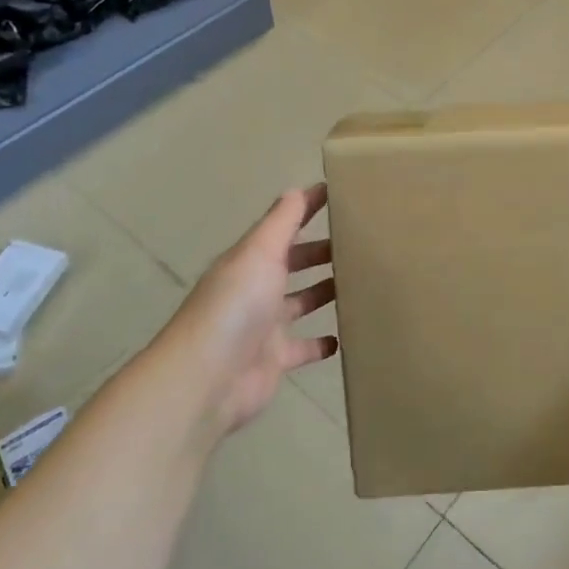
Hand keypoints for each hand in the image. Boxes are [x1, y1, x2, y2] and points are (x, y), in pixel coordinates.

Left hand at [168, 185, 337, 436]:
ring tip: (360, 281)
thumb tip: (299, 188)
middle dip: (320, 251)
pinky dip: (322, 343)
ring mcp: (266, 326)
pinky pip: (304, 347)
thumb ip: (281, 222)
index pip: (283, 226)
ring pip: (301, 301)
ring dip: (325, 291)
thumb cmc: (236, 306)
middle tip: (360, 241)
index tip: (339, 194)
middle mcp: (256, 289)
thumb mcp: (259, 252)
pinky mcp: (276, 359)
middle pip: (293, 263)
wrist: (207, 379)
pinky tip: (345, 335)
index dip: (306, 208)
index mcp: (250, 260)